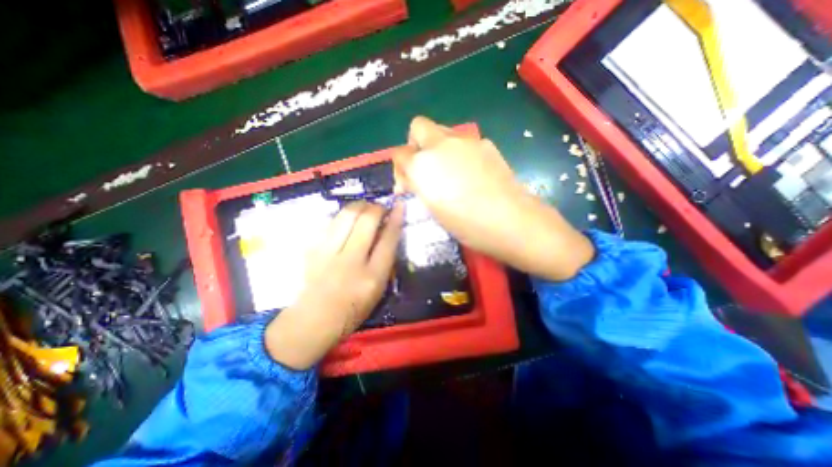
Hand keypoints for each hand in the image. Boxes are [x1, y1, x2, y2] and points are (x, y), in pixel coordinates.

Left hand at [260, 202, 400, 369]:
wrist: (313, 319)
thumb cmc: (353, 309)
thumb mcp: (379, 290)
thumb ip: (386, 261)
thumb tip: (388, 231)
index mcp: (372, 277)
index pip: (388, 239)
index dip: (396, 218)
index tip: (399, 205)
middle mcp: (351, 262)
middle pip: (366, 221)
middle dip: (376, 207)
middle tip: (380, 208)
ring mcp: (328, 253)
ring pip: (346, 215)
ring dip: (359, 206)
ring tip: (364, 208)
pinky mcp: (312, 249)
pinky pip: (330, 221)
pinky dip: (342, 216)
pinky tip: (347, 219)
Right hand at [393, 116, 593, 280]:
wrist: (509, 219)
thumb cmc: (466, 223)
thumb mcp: (432, 209)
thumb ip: (418, 186)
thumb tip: (413, 178)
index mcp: (422, 164)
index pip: (399, 154)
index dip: (400, 169)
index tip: (408, 185)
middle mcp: (440, 144)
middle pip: (418, 126)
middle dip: (415, 144)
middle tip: (425, 167)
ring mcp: (465, 140)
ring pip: (442, 132)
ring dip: (438, 147)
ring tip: (449, 172)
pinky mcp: (485, 143)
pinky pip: (464, 142)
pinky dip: (459, 152)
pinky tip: (471, 172)